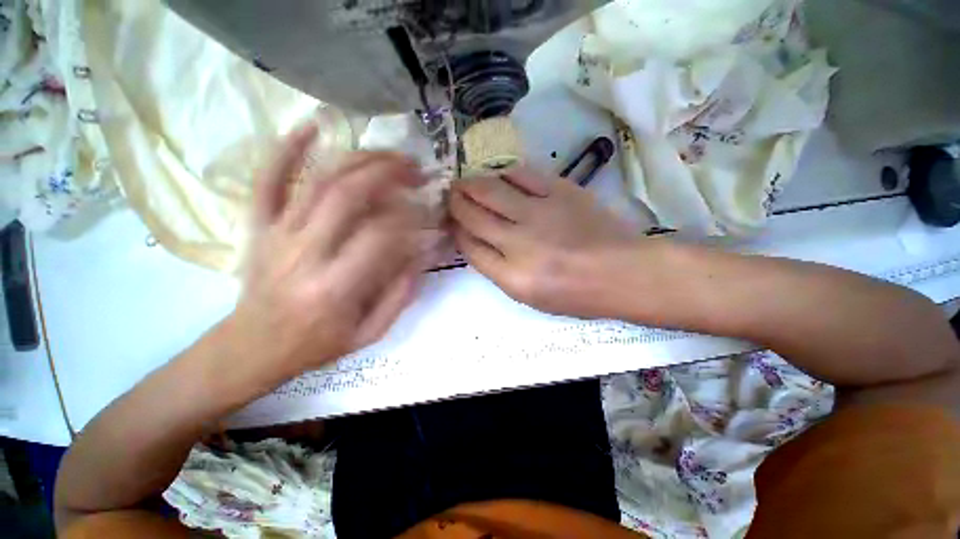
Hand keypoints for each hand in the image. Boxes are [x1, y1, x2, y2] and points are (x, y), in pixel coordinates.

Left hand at [226, 124, 436, 383]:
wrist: (251, 348)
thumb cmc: (316, 344)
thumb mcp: (370, 333)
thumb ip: (401, 294)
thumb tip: (423, 254)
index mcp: (334, 288)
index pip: (381, 237)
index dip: (411, 221)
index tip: (428, 216)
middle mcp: (304, 253)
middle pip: (348, 195)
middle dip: (390, 174)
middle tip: (417, 169)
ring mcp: (277, 234)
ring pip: (319, 181)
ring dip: (360, 159)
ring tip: (391, 154)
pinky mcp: (259, 226)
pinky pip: (268, 180)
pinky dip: (287, 148)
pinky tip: (313, 125)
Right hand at [449, 167, 644, 317]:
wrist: (624, 272)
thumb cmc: (577, 294)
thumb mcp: (530, 296)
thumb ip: (498, 270)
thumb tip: (475, 241)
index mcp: (512, 277)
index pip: (470, 247)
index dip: (456, 231)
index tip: (452, 223)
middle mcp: (519, 243)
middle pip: (474, 216)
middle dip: (456, 204)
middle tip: (450, 196)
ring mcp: (539, 213)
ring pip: (491, 190)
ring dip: (471, 184)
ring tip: (465, 183)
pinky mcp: (559, 191)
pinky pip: (521, 174)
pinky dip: (503, 173)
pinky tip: (498, 175)